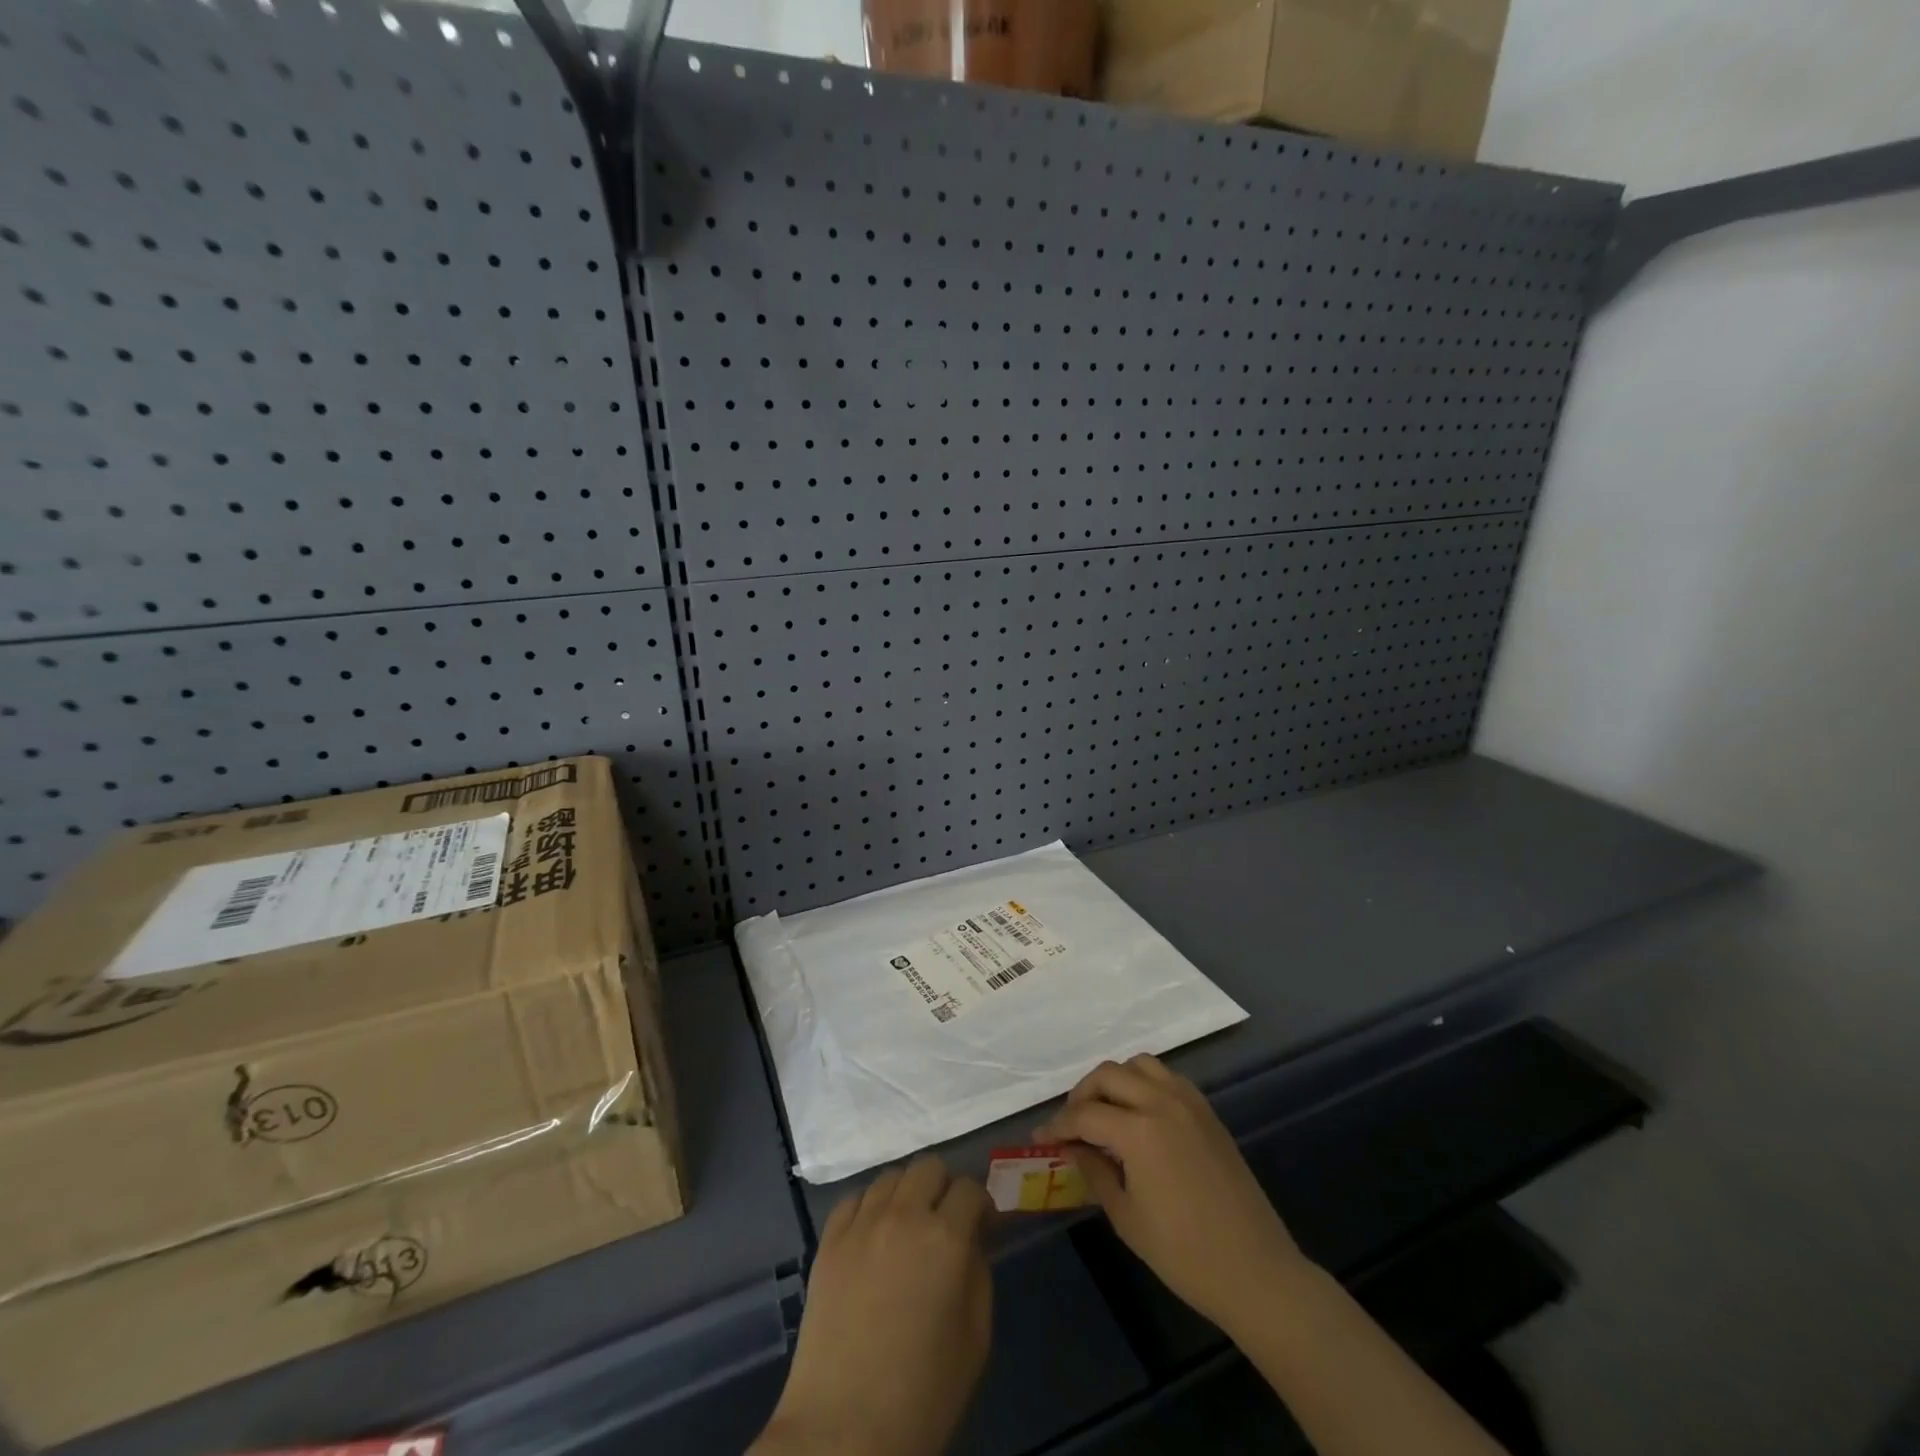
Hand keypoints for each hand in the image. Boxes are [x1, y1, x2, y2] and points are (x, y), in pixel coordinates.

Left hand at [754, 1157, 991, 1455]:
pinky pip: (854, 1198)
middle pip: (929, 1166)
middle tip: (945, 1222)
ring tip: (907, 1228)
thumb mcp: (975, 1338)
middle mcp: (903, 1216)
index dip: (981, 1205)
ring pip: (891, 1176)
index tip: (982, 1226)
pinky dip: (870, 1206)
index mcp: (946, 1238)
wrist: (844, 1431)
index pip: (971, 1188)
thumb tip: (973, 1238)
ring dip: (907, 1193)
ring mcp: (861, 1224)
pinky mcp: (829, 1240)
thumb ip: (978, 1273)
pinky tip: (873, 1236)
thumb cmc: (922, 1395)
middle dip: (944, 1187)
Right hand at [1034, 1055, 1307, 1334]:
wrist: (1256, 1272)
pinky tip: (1139, 1115)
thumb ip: (1094, 1172)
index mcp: (1139, 1131)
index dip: (1058, 1125)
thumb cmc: (1184, 1254)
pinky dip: (1144, 1084)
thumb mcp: (1127, 1217)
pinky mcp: (1207, 1112)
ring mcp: (1189, 1103)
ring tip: (1104, 1112)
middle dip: (1082, 1094)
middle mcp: (1162, 1102)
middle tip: (1071, 1124)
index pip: (1085, 1114)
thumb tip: (1072, 1148)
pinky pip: (1167, 1078)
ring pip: (1139, 1065)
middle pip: (1108, 1074)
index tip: (1040, 1138)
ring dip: (1115, 1080)